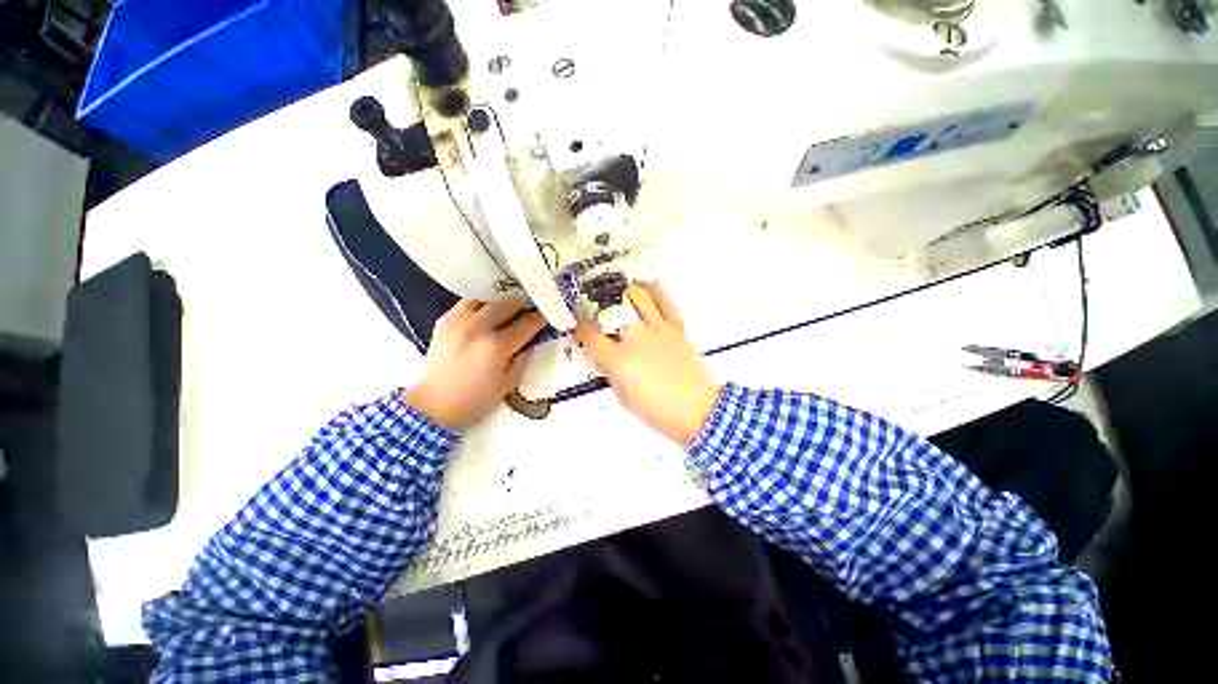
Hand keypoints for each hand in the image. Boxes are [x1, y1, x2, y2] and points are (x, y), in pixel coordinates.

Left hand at [402, 299, 545, 429]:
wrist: (434, 403)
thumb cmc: (473, 401)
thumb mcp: (506, 386)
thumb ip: (522, 361)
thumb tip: (531, 343)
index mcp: (496, 347)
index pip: (526, 324)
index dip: (539, 319)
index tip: (546, 317)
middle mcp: (478, 327)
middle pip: (507, 304)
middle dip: (521, 306)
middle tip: (528, 311)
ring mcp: (459, 321)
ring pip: (485, 299)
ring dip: (498, 304)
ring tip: (503, 313)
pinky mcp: (444, 320)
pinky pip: (466, 305)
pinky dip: (477, 308)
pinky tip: (480, 318)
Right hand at [575, 284, 721, 446]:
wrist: (698, 410)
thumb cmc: (659, 412)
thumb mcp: (625, 399)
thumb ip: (613, 374)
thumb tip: (606, 358)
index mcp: (619, 361)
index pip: (590, 336)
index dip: (581, 329)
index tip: (581, 328)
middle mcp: (636, 340)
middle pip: (612, 311)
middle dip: (600, 307)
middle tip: (597, 308)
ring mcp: (658, 330)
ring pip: (637, 298)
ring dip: (624, 292)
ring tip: (618, 290)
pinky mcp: (677, 328)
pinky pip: (664, 302)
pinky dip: (653, 291)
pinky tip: (644, 286)